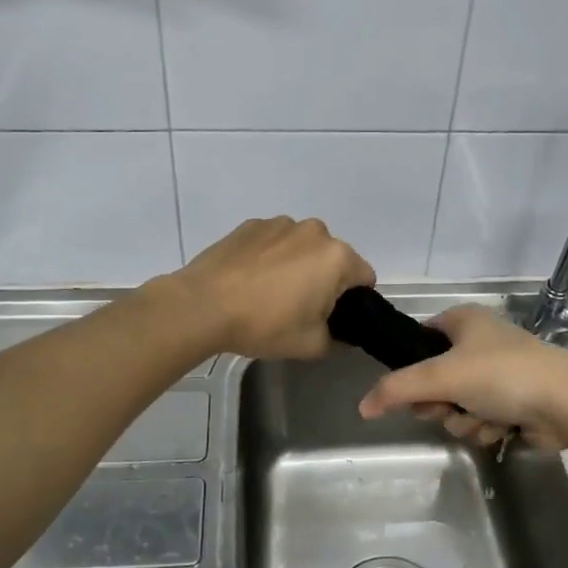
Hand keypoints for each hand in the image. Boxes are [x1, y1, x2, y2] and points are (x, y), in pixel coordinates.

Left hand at [160, 217, 374, 360]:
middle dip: (324, 279)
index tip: (332, 317)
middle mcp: (315, 231)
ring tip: (269, 292)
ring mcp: (280, 223)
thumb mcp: (311, 345)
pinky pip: (274, 241)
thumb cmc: (264, 324)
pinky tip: (249, 279)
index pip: (364, 278)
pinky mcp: (251, 224)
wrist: (203, 306)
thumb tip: (340, 333)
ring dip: (296, 264)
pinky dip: (269, 256)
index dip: (354, 301)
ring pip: (302, 247)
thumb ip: (337, 339)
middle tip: (299, 308)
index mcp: (338, 257)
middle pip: (333, 258)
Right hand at [357, 307, 567, 450]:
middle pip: (435, 380)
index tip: (414, 391)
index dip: (411, 369)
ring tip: (483, 419)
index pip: (419, 341)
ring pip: (457, 405)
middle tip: (448, 407)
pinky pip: (481, 418)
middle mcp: (479, 342)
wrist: (566, 403)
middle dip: (441, 403)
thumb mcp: (441, 376)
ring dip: (464, 419)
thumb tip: (362, 407)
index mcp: (462, 320)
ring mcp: (498, 373)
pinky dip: (486, 427)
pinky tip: (502, 428)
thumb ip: (397, 389)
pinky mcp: (514, 402)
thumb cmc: (501, 375)